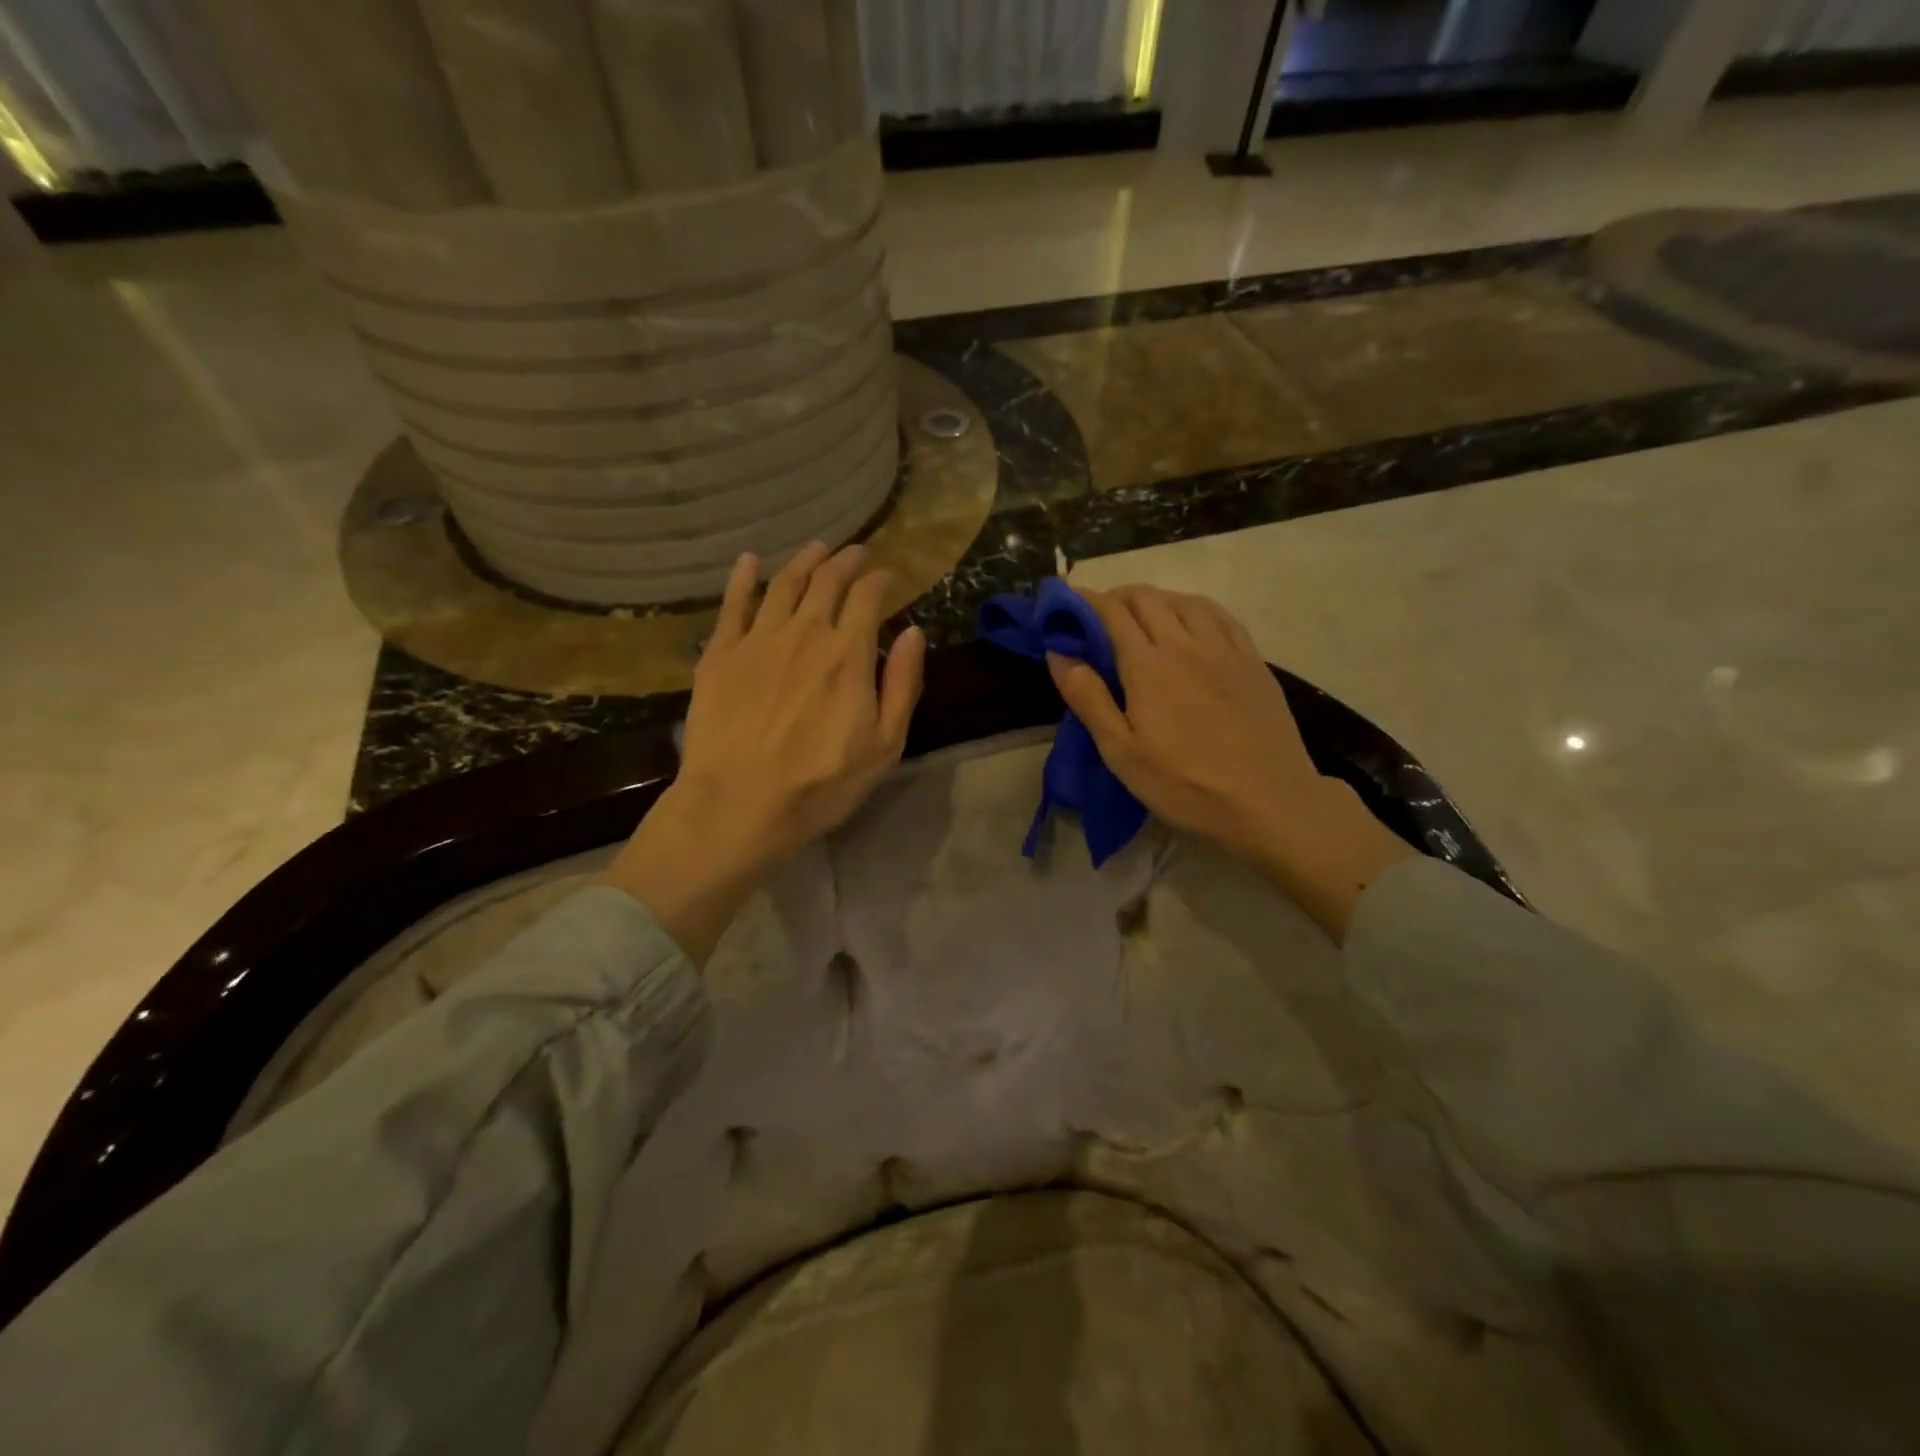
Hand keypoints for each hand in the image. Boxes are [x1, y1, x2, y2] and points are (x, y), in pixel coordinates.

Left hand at [604, 543, 925, 962]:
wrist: (739, 804)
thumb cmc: (821, 782)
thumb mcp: (884, 744)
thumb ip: (902, 684)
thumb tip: (913, 632)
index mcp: (848, 653)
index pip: (867, 598)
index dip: (878, 580)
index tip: (884, 575)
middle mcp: (804, 632)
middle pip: (826, 581)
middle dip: (845, 561)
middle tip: (854, 552)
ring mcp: (757, 639)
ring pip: (783, 584)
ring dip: (804, 562)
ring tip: (816, 549)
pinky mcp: (719, 654)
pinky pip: (733, 604)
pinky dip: (743, 578)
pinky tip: (750, 562)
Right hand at [1048, 585, 1410, 941]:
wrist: (1269, 802)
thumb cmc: (1184, 783)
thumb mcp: (1121, 752)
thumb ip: (1088, 698)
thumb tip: (1059, 653)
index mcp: (1148, 665)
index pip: (1111, 612)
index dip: (1085, 601)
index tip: (1065, 605)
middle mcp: (1185, 643)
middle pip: (1147, 598)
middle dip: (1116, 598)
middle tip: (1098, 619)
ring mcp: (1224, 649)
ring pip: (1184, 600)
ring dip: (1156, 600)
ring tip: (1142, 619)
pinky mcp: (1253, 661)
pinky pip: (1219, 616)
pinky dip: (1193, 608)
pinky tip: (1190, 623)